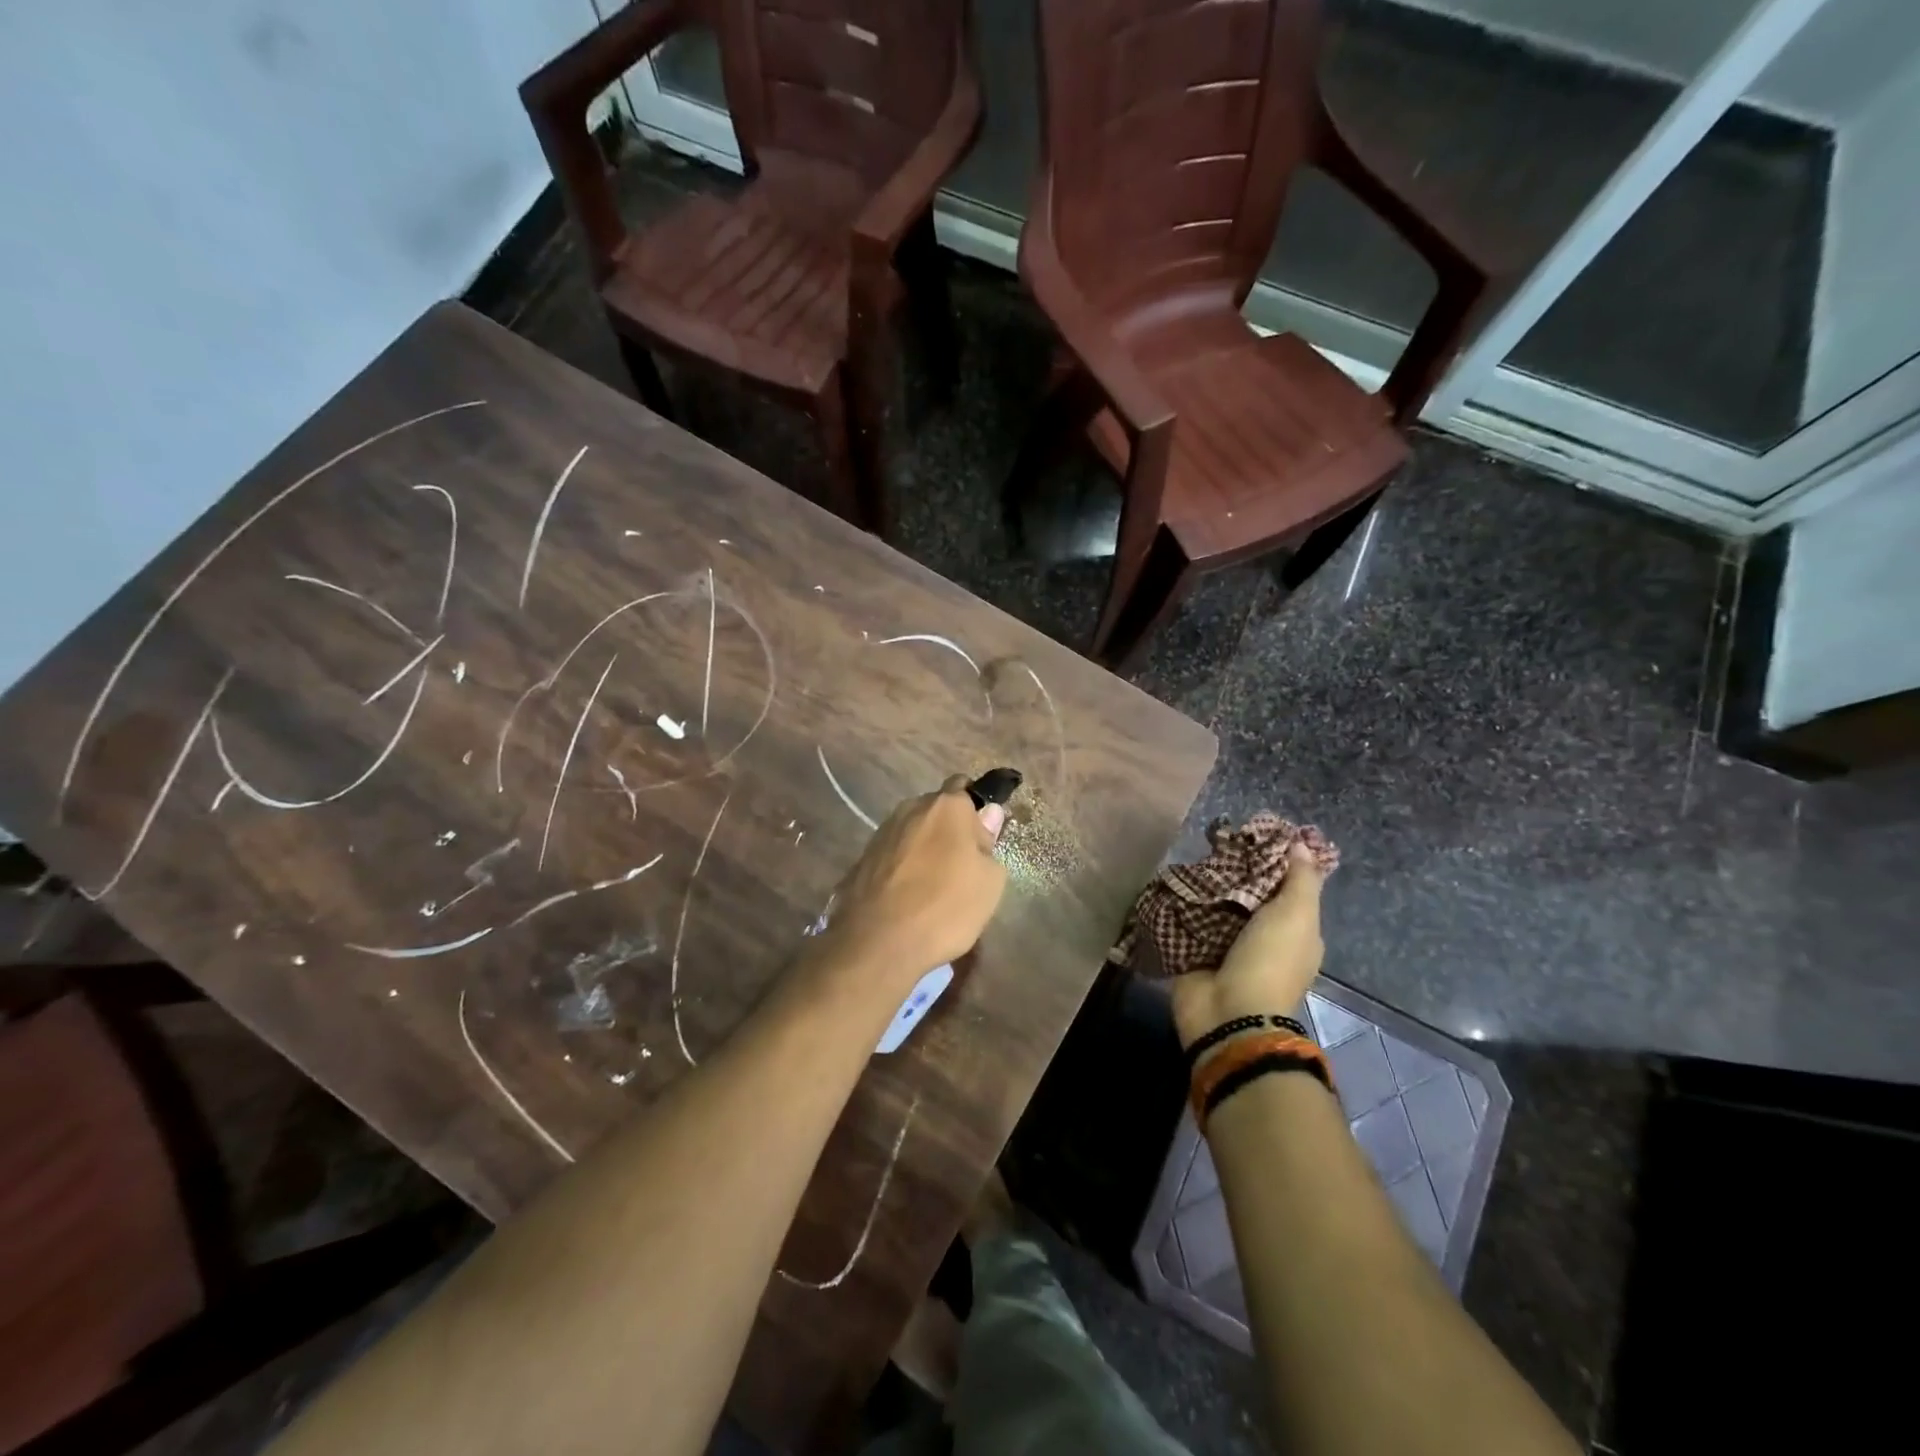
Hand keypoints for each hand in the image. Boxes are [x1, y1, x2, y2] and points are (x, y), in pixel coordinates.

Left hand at [824, 776, 1007, 987]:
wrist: (878, 941)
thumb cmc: (946, 907)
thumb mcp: (989, 881)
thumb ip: (989, 842)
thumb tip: (988, 814)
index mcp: (947, 806)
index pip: (965, 786)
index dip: (975, 809)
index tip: (983, 837)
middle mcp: (911, 808)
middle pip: (937, 810)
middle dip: (949, 829)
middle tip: (962, 866)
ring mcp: (883, 832)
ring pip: (913, 832)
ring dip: (925, 848)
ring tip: (933, 885)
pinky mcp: (862, 857)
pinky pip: (893, 854)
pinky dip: (903, 867)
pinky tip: (908, 896)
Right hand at [1168, 842, 1325, 1048]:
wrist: (1228, 1013)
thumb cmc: (1269, 962)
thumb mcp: (1296, 916)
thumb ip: (1300, 880)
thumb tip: (1300, 844)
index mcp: (1293, 931)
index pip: (1284, 887)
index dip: (1271, 860)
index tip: (1251, 834)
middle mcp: (1261, 936)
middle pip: (1247, 893)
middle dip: (1232, 870)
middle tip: (1214, 841)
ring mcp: (1226, 945)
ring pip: (1216, 904)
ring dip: (1204, 885)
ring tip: (1189, 856)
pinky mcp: (1194, 950)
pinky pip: (1188, 919)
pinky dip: (1182, 904)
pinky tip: (1171, 880)